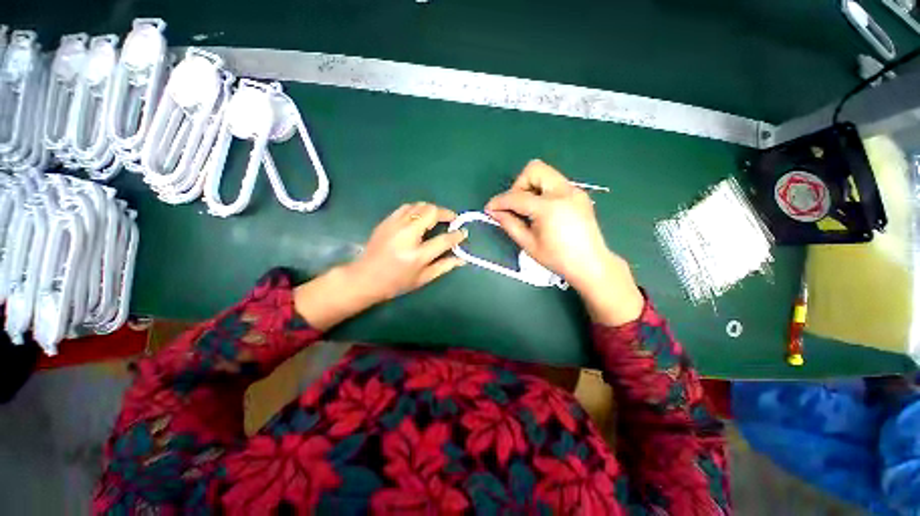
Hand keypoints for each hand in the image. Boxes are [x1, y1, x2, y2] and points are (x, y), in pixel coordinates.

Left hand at [294, 203, 466, 329]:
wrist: (364, 277)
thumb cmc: (396, 283)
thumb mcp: (423, 278)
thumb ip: (444, 266)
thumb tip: (462, 258)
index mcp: (417, 255)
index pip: (444, 240)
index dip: (457, 235)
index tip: (463, 232)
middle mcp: (407, 236)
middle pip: (431, 213)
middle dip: (446, 213)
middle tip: (452, 220)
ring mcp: (395, 225)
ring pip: (419, 205)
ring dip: (432, 209)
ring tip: (438, 218)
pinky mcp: (387, 221)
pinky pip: (407, 207)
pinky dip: (418, 209)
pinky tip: (421, 217)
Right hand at [485, 160, 643, 325]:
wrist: (591, 264)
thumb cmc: (558, 259)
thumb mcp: (528, 244)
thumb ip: (509, 224)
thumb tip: (494, 212)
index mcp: (550, 207)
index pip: (517, 196)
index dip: (499, 201)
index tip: (489, 208)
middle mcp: (564, 191)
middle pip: (534, 169)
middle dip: (519, 185)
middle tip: (515, 206)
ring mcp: (574, 190)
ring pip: (545, 173)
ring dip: (530, 187)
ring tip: (528, 209)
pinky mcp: (579, 194)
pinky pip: (555, 183)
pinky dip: (542, 192)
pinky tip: (542, 211)